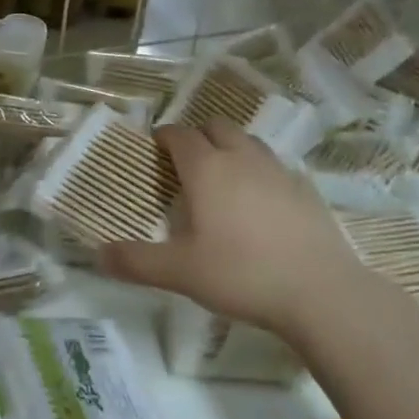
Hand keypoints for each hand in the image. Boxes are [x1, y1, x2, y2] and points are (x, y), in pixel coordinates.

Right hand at [98, 120, 387, 341]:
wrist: (320, 291)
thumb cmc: (241, 274)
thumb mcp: (180, 272)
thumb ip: (136, 261)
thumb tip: (98, 254)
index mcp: (207, 169)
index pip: (180, 135)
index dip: (164, 137)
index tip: (154, 148)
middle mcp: (242, 158)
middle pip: (216, 127)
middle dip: (197, 135)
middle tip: (185, 162)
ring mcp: (278, 171)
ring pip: (248, 142)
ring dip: (230, 148)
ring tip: (221, 177)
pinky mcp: (305, 189)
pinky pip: (274, 166)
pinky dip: (259, 171)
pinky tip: (259, 203)